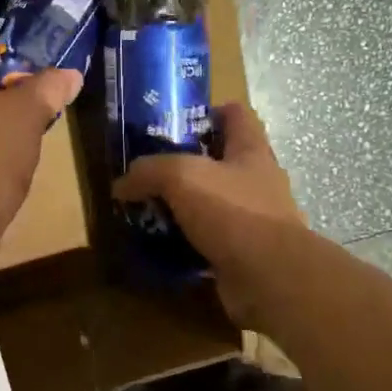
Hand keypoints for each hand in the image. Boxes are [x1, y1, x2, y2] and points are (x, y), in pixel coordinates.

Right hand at [112, 103, 305, 324]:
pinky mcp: (244, 254)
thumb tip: (121, 185)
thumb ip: (149, 171)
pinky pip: (210, 240)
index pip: (237, 115)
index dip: (209, 112)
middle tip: (151, 169)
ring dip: (185, 206)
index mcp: (251, 151)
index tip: (176, 121)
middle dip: (188, 163)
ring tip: (149, 208)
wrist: (270, 278)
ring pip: (214, 203)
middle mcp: (257, 181)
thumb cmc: (233, 211)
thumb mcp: (181, 176)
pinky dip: (187, 242)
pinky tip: (161, 244)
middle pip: (222, 161)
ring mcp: (254, 220)